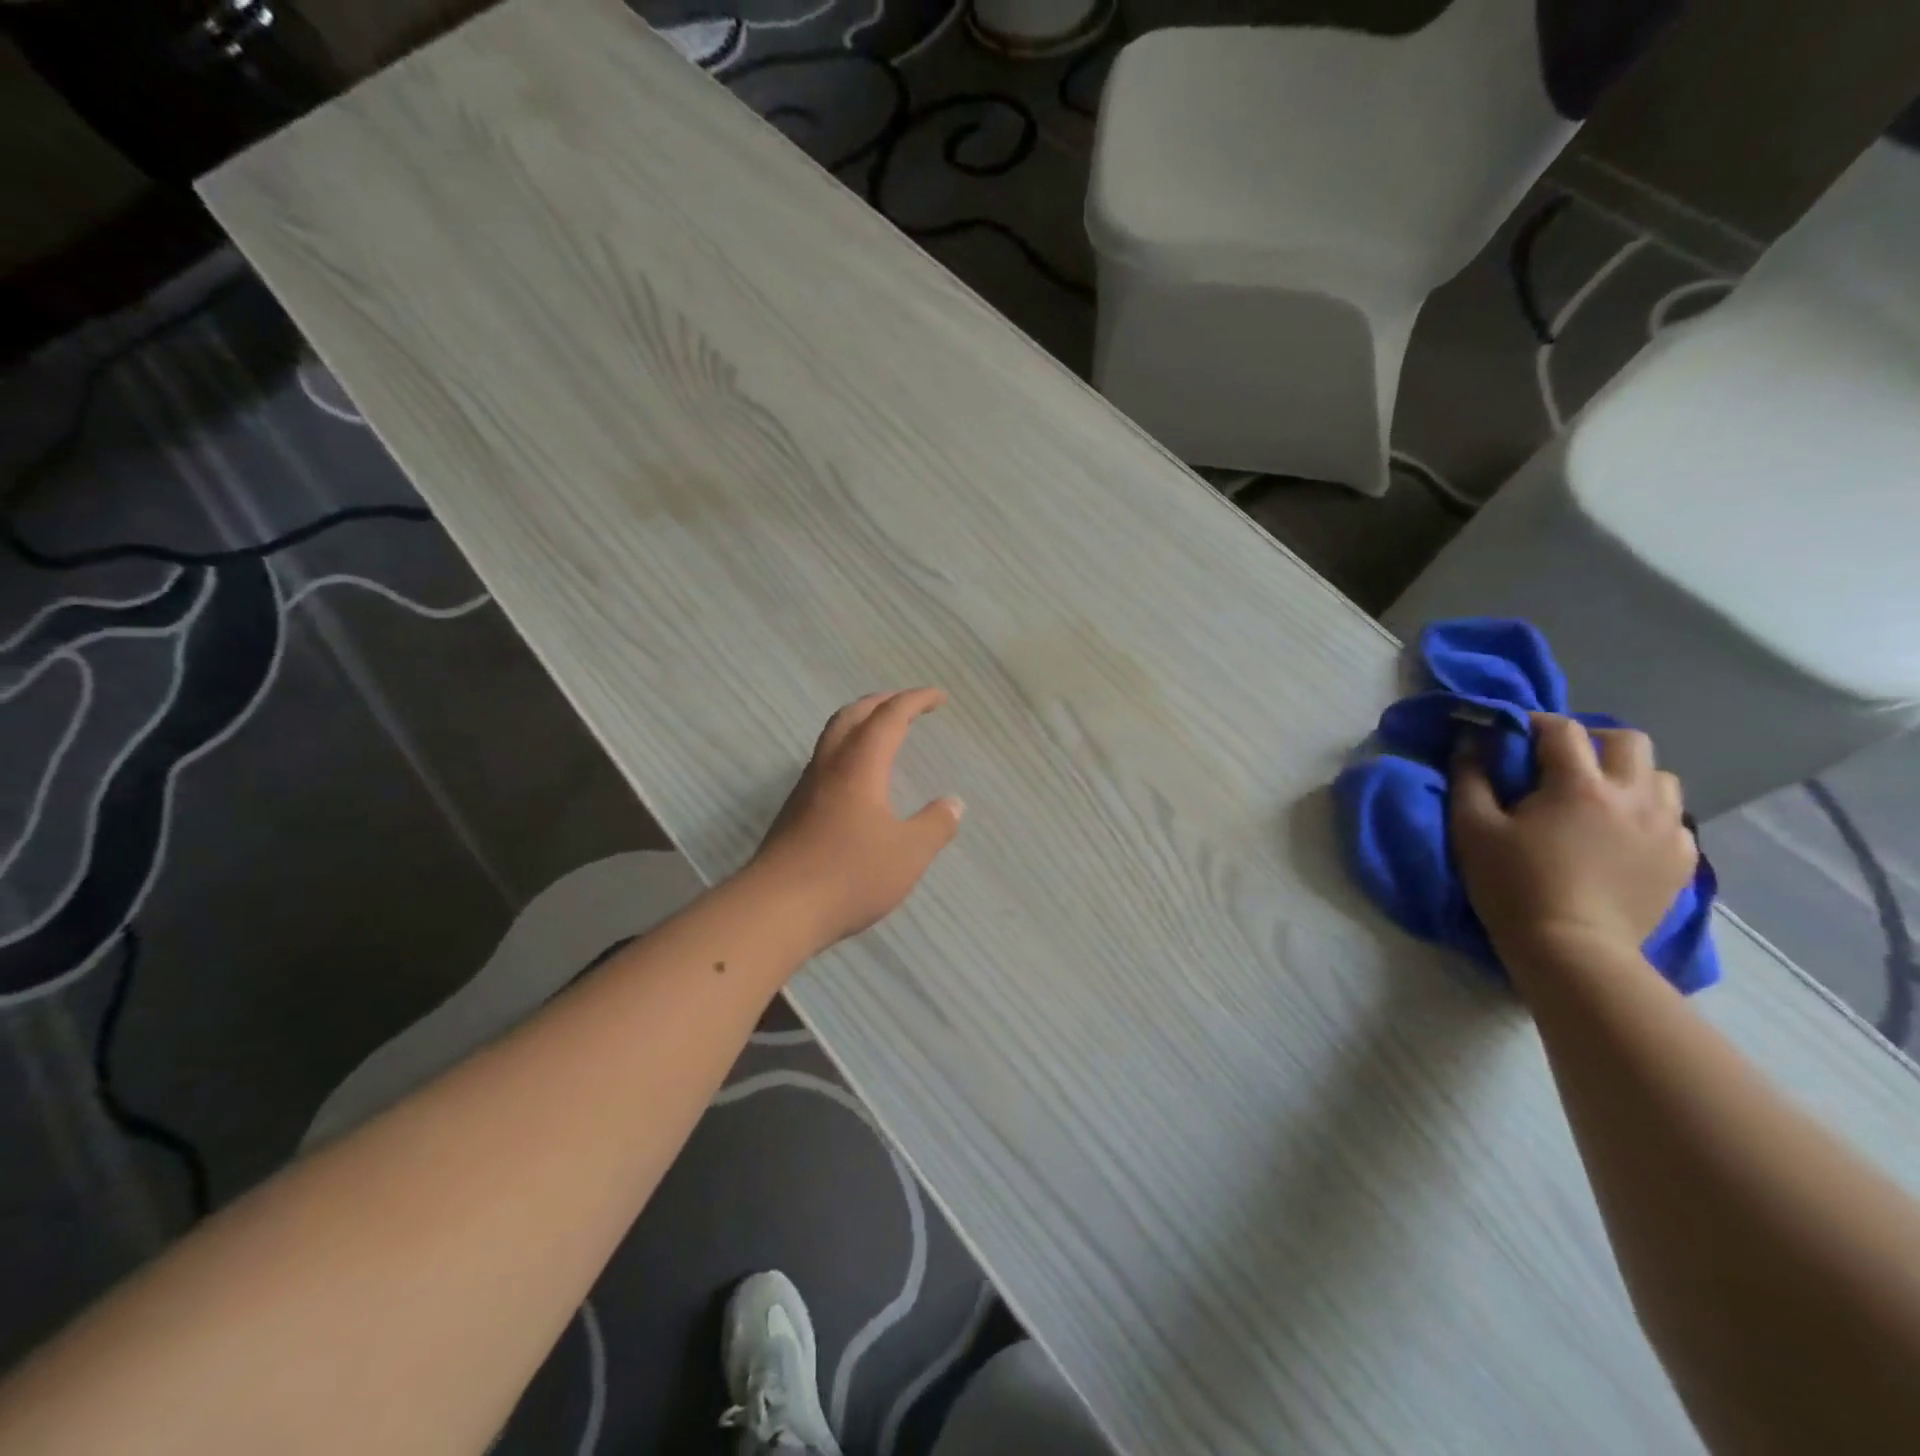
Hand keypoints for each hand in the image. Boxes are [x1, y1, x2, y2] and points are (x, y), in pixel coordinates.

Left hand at [751, 689, 963, 949]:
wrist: (776, 909)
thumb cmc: (849, 875)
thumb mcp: (908, 854)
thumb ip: (935, 825)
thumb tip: (954, 803)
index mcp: (859, 766)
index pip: (889, 717)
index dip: (915, 700)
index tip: (939, 697)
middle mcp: (829, 767)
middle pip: (852, 715)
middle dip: (882, 702)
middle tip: (907, 704)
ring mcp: (806, 788)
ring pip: (832, 737)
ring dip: (860, 724)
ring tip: (883, 733)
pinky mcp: (794, 811)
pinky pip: (824, 762)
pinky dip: (847, 751)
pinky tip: (858, 779)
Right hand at [1451, 714, 1696, 965]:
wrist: (1572, 951)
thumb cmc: (1513, 885)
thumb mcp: (1472, 828)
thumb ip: (1470, 778)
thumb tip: (1472, 742)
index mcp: (1579, 785)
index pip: (1563, 729)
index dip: (1535, 723)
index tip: (1513, 734)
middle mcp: (1633, 796)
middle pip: (1628, 740)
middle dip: (1593, 740)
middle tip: (1561, 761)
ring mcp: (1666, 828)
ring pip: (1660, 777)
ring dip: (1628, 775)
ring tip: (1598, 797)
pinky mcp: (1680, 860)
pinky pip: (1673, 819)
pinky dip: (1647, 814)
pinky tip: (1619, 836)